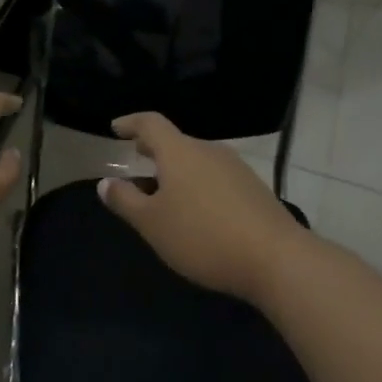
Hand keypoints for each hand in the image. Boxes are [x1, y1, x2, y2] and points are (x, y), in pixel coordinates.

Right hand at [96, 112, 307, 301]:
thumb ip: (126, 201)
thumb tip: (106, 182)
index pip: (150, 123)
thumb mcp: (152, 223)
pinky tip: (196, 212)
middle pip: (176, 142)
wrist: (276, 259)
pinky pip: (215, 178)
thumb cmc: (202, 236)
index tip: (116, 128)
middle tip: (137, 158)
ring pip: (197, 161)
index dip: (131, 123)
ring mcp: (236, 168)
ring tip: (163, 191)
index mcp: (180, 152)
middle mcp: (209, 151)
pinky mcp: (254, 189)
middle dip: (154, 150)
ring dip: (176, 170)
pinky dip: (197, 185)